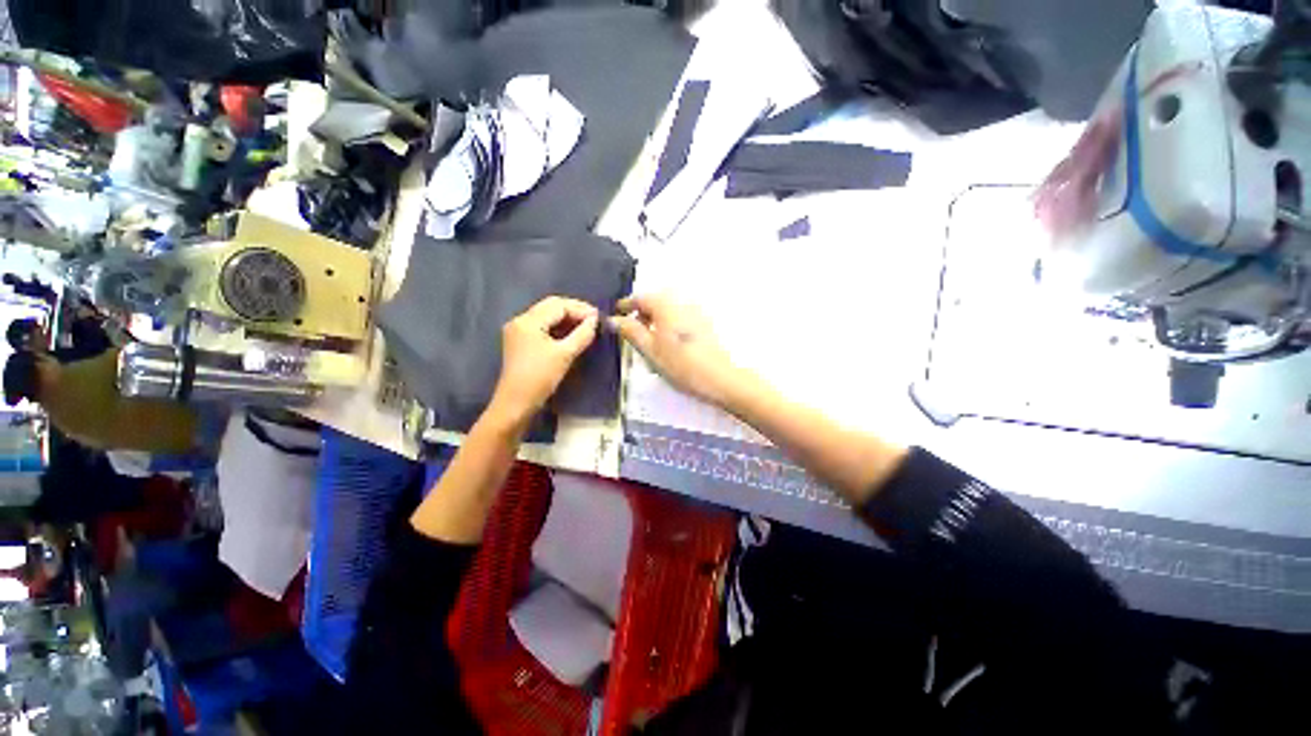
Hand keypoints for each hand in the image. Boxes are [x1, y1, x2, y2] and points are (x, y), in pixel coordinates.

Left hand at [489, 297, 598, 427]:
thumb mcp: (565, 355)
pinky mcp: (521, 342)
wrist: (516, 404)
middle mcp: (521, 321)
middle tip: (594, 320)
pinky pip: (542, 327)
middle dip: (574, 311)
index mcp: (528, 321)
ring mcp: (519, 331)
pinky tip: (572, 334)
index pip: (558, 305)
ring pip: (547, 316)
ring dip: (567, 319)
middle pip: (551, 307)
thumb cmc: (540, 378)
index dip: (580, 309)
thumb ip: (582, 334)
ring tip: (586, 326)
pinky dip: (558, 328)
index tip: (599, 317)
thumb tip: (595, 320)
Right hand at [610, 294, 739, 406]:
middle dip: (642, 312)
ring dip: (656, 317)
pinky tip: (669, 341)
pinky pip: (681, 315)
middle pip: (655, 300)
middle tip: (631, 329)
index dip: (626, 305)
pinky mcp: (705, 321)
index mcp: (666, 305)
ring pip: (669, 308)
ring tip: (649, 338)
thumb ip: (631, 331)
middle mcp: (682, 301)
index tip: (617, 314)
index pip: (640, 298)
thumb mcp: (650, 350)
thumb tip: (614, 319)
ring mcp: (696, 310)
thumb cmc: (681, 364)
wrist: (719, 377)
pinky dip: (670, 322)